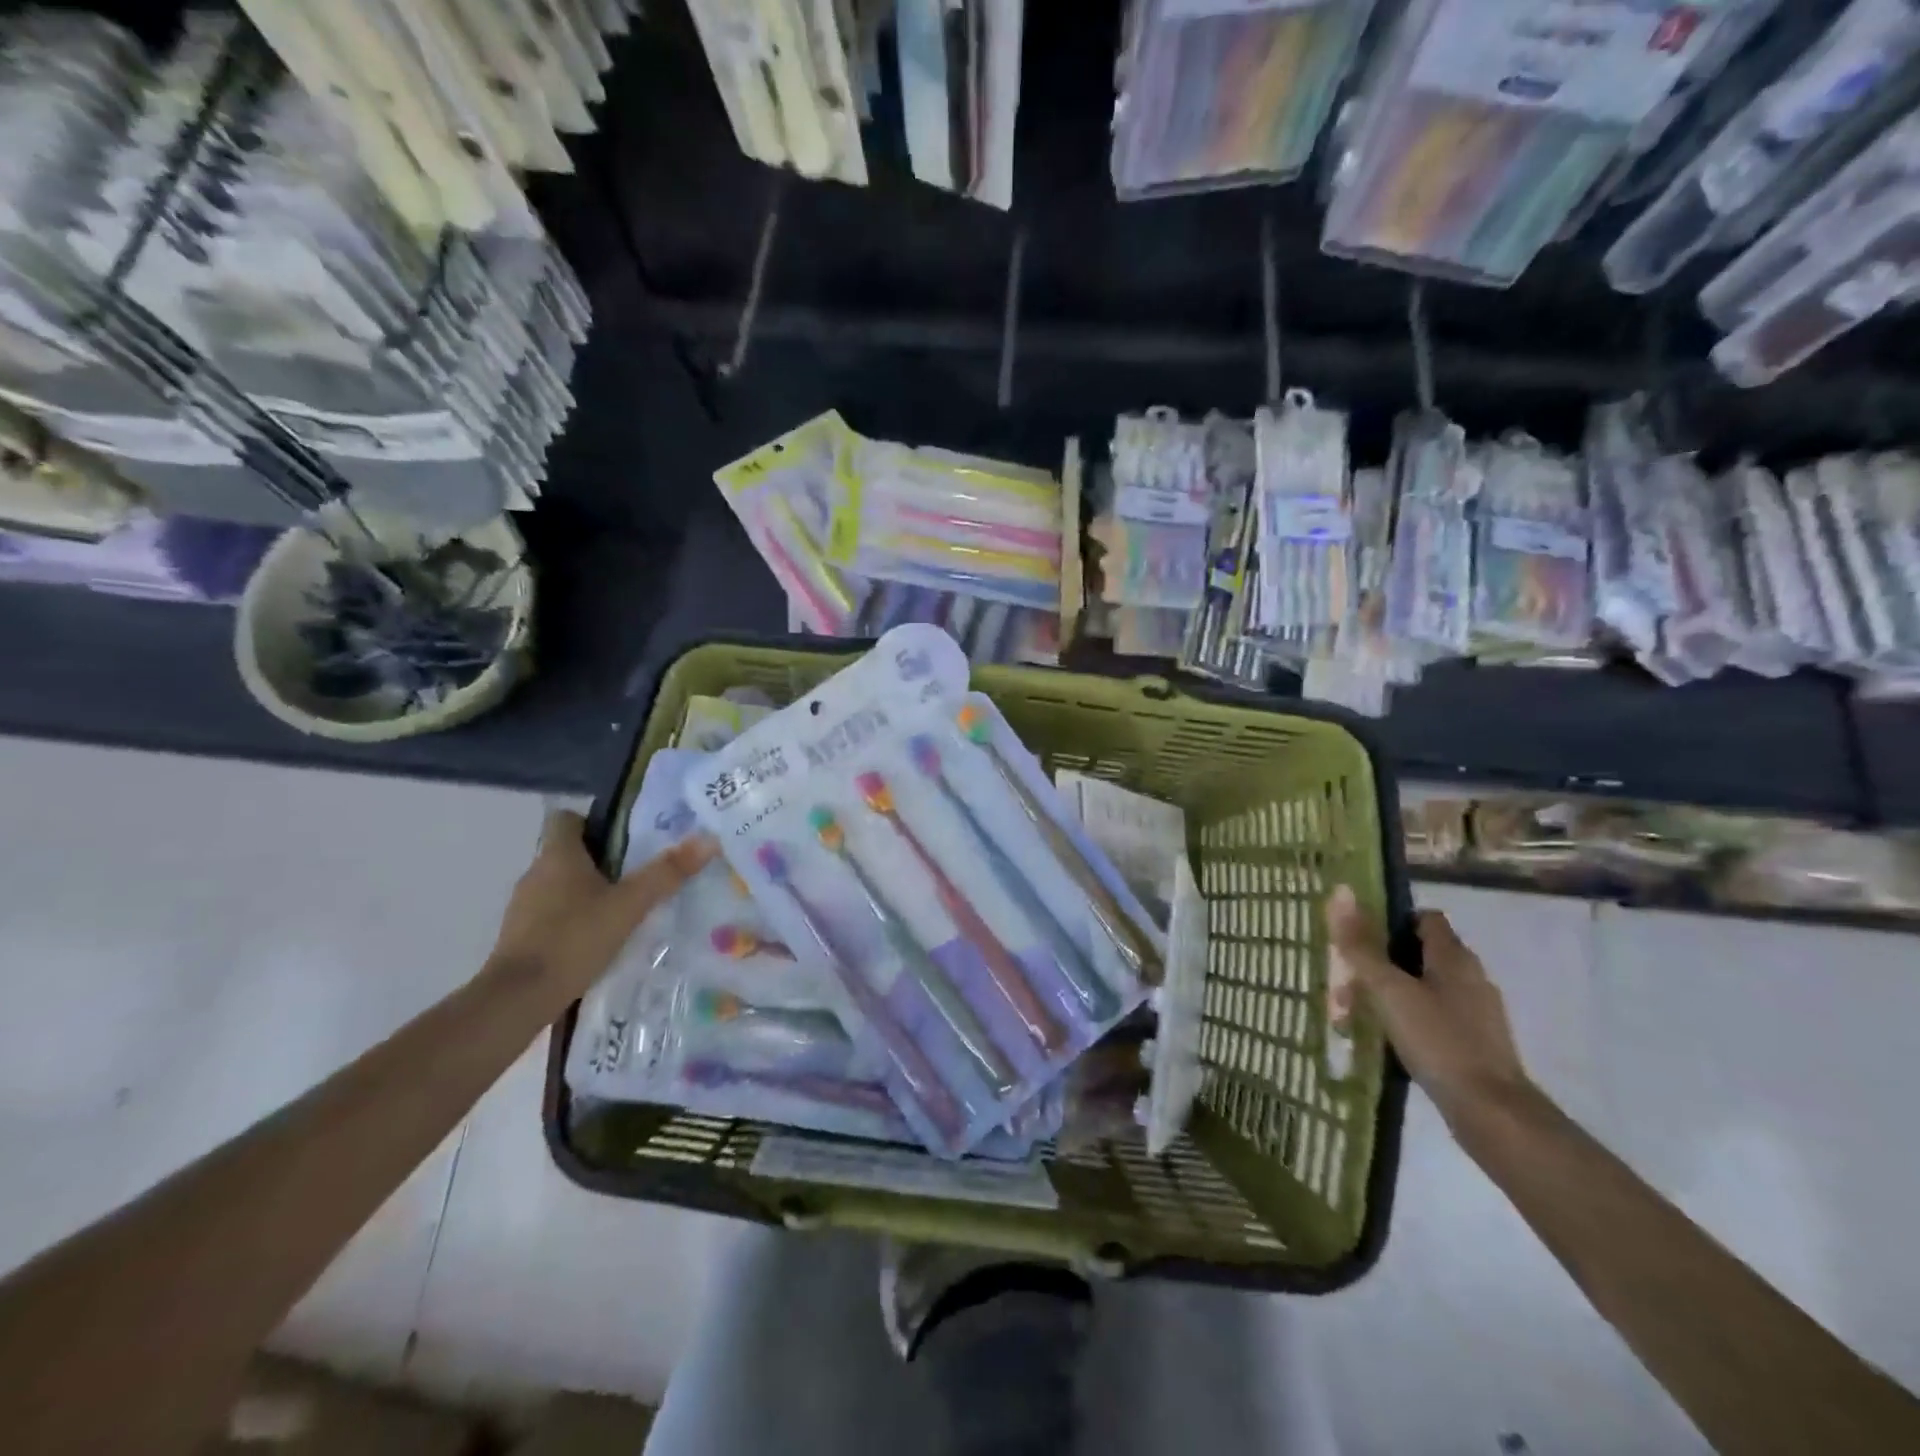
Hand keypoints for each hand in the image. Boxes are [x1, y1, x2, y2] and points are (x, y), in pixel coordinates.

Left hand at [489, 809, 717, 1002]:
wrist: (518, 999)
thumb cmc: (574, 939)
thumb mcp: (630, 905)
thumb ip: (667, 873)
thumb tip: (708, 839)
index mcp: (558, 855)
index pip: (567, 819)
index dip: (594, 821)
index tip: (626, 836)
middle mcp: (535, 873)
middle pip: (569, 852)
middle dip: (602, 859)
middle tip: (640, 871)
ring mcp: (524, 907)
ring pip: (561, 884)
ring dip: (588, 891)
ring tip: (625, 906)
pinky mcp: (521, 936)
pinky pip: (553, 914)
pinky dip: (574, 918)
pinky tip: (599, 937)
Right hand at [1326, 886, 1531, 1130]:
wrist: (1492, 1112)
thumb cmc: (1438, 1040)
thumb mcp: (1389, 990)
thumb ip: (1361, 946)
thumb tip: (1341, 893)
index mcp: (1454, 956)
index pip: (1423, 918)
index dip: (1390, 921)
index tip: (1358, 938)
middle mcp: (1470, 976)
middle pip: (1419, 953)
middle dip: (1381, 963)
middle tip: (1347, 980)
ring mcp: (1476, 1012)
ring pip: (1424, 987)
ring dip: (1391, 993)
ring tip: (1356, 1013)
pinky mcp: (1475, 1042)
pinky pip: (1434, 1016)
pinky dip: (1408, 1019)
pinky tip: (1387, 1038)